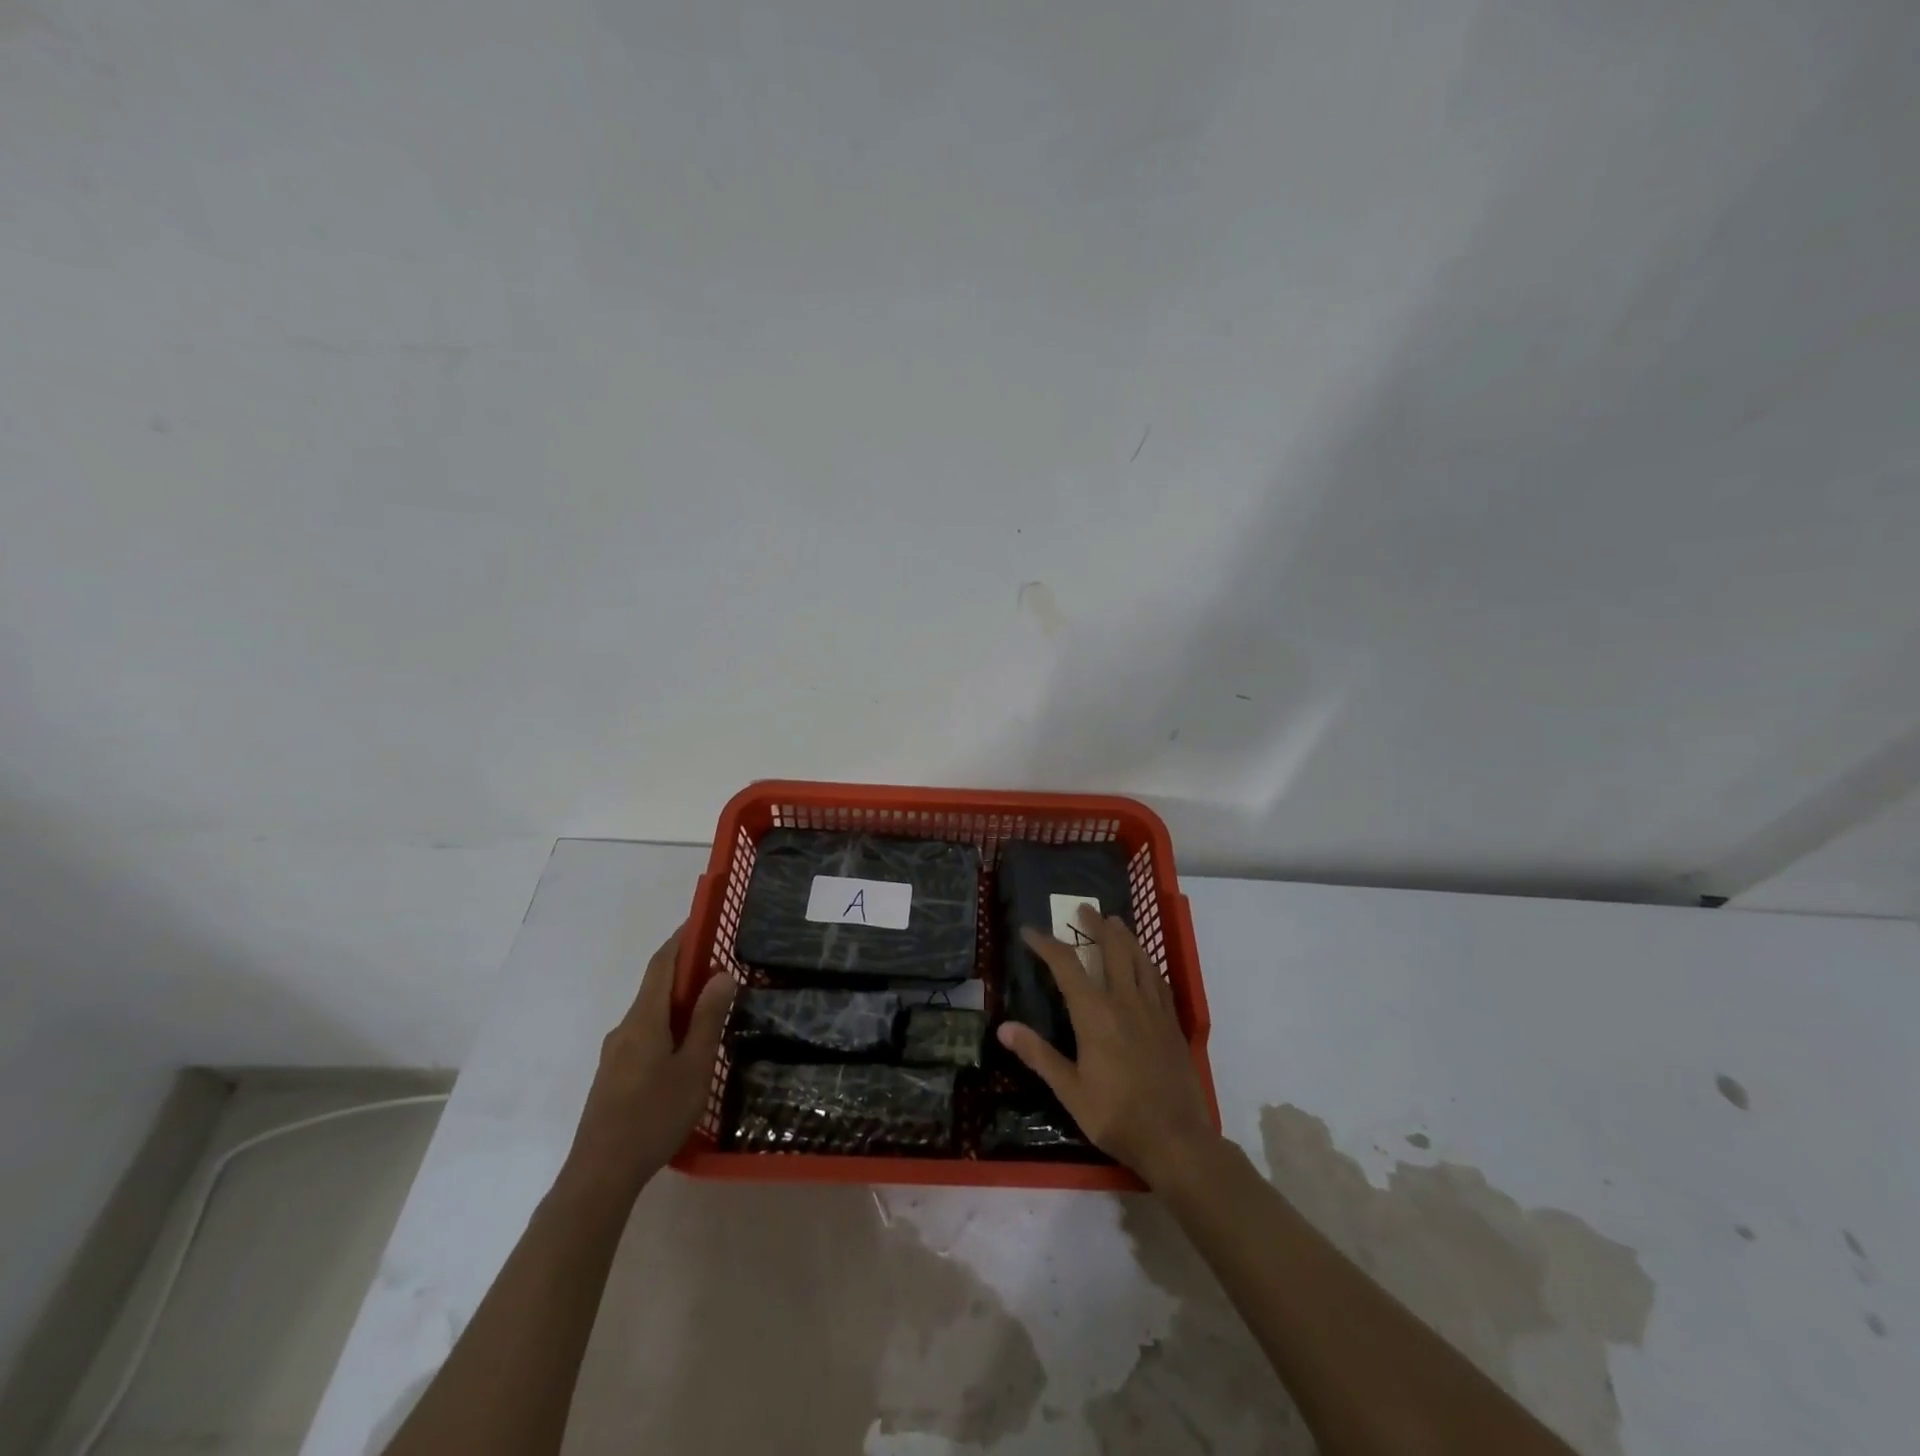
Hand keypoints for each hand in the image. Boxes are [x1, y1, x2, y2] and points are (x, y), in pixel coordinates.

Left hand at [564, 924, 735, 1199]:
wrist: (600, 1174)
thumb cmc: (653, 1116)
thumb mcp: (693, 1066)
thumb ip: (706, 1019)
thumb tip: (720, 974)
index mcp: (644, 1019)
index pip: (662, 964)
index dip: (681, 938)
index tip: (702, 920)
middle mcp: (625, 1028)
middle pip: (656, 986)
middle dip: (685, 970)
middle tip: (721, 967)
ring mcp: (616, 1053)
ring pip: (651, 1013)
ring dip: (678, 1001)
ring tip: (711, 1008)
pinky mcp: (614, 1075)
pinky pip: (645, 1034)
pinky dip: (668, 1024)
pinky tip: (687, 1048)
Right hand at [997, 905, 1218, 1188]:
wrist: (1177, 1139)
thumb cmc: (1117, 1116)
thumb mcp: (1070, 1091)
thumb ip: (1038, 1056)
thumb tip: (1004, 1028)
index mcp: (1095, 1014)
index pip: (1066, 966)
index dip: (1046, 944)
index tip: (1029, 932)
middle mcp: (1125, 1001)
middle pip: (1112, 949)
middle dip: (1096, 925)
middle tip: (1084, 908)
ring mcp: (1153, 1010)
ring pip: (1140, 958)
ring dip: (1125, 936)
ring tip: (1115, 922)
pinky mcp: (1172, 1023)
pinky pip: (1159, 980)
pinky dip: (1147, 962)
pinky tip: (1145, 962)